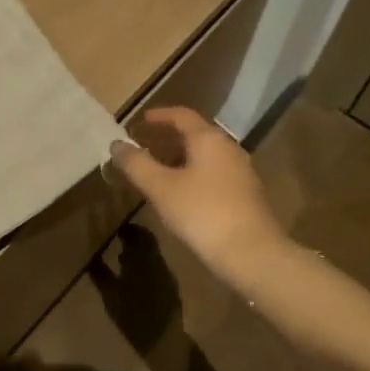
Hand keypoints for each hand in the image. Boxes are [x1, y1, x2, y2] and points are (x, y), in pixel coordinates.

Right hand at [110, 107, 286, 276]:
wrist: (253, 254)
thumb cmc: (203, 213)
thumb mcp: (161, 188)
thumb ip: (137, 164)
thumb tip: (116, 144)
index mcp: (209, 139)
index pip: (182, 115)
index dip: (159, 116)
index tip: (140, 121)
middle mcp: (228, 148)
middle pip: (195, 134)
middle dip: (168, 138)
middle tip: (144, 146)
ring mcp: (241, 171)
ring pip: (205, 155)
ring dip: (180, 157)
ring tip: (158, 170)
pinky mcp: (246, 194)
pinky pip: (214, 172)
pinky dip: (194, 173)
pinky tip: (182, 193)